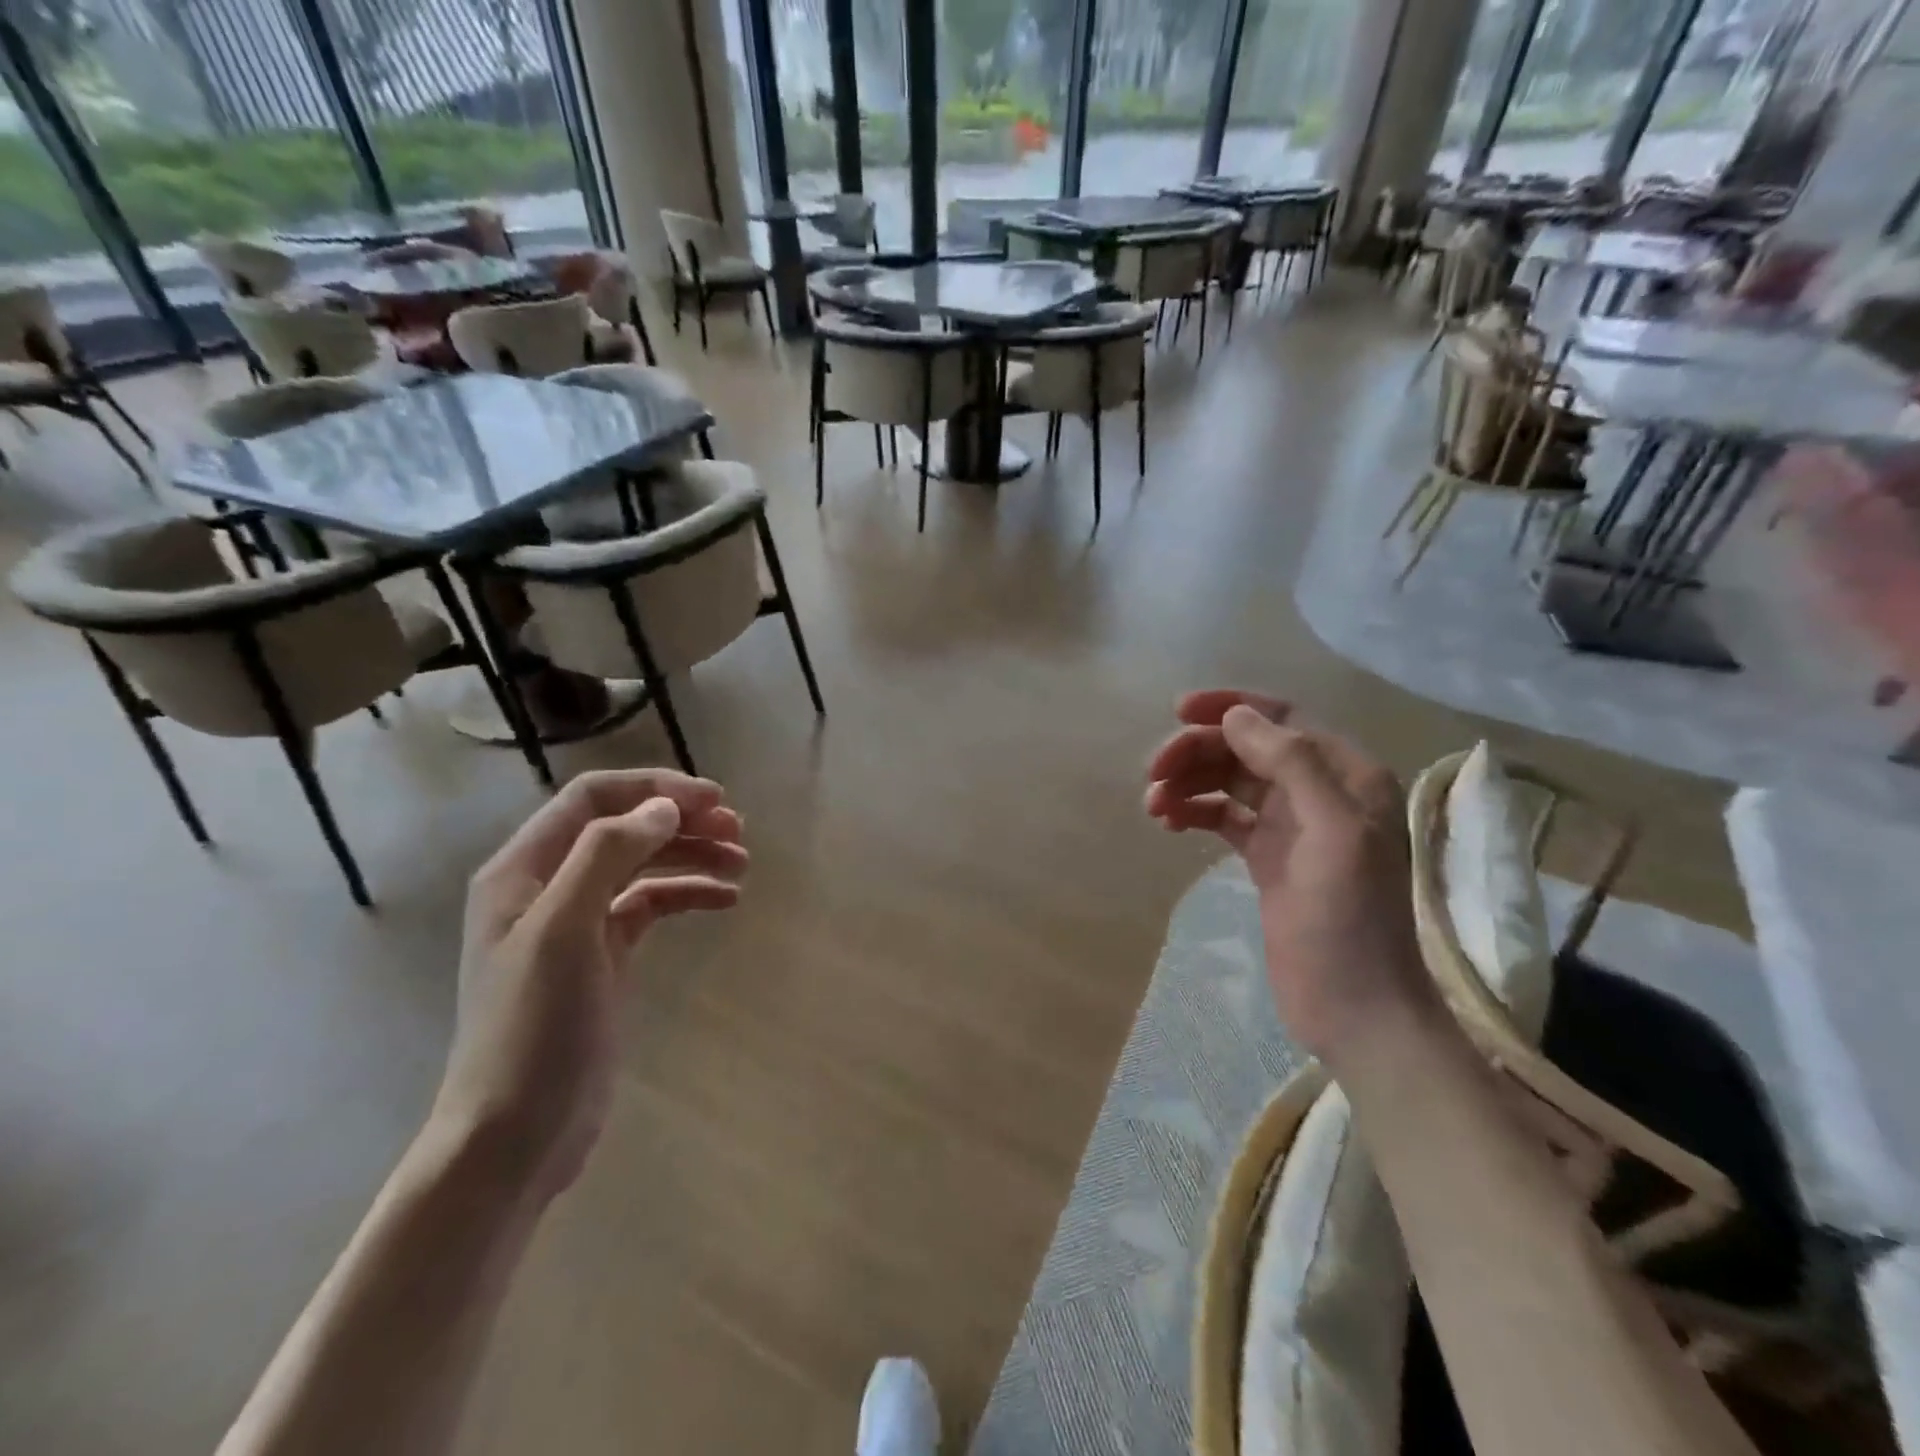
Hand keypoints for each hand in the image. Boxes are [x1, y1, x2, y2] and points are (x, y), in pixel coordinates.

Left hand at [434, 770, 747, 1201]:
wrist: (516, 1135)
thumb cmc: (533, 1028)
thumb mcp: (563, 930)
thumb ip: (606, 855)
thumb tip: (664, 808)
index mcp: (524, 869)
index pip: (594, 798)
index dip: (655, 789)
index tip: (714, 800)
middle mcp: (549, 885)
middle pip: (624, 827)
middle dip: (682, 821)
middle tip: (738, 831)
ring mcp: (577, 922)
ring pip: (643, 864)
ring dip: (691, 855)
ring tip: (742, 864)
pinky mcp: (604, 957)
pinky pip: (651, 905)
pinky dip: (687, 894)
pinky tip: (726, 900)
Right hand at [1145, 691, 1437, 1062]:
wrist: (1355, 1007)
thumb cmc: (1350, 919)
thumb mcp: (1332, 832)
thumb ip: (1290, 763)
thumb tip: (1235, 716)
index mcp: (1345, 775)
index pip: (1281, 718)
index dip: (1230, 707)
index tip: (1178, 711)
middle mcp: (1317, 791)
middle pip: (1246, 748)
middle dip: (1197, 751)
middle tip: (1152, 773)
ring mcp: (1289, 825)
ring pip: (1228, 781)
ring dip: (1188, 782)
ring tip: (1153, 805)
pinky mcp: (1265, 856)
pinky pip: (1222, 816)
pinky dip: (1193, 811)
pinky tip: (1168, 822)